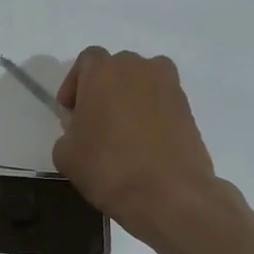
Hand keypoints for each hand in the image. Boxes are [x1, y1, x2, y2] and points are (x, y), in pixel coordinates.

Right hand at [52, 48, 220, 234]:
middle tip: (94, 121)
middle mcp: (139, 68)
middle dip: (103, 89)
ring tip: (121, 132)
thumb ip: (68, 132)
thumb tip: (81, 130)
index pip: (87, 60)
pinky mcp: (188, 109)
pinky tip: (143, 145)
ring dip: (129, 99)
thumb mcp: (65, 154)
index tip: (70, 112)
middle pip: (117, 69)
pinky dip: (150, 115)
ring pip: (142, 83)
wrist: (167, 193)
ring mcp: (169, 86)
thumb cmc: (107, 167)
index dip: (75, 84)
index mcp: (104, 71)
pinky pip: (161, 103)